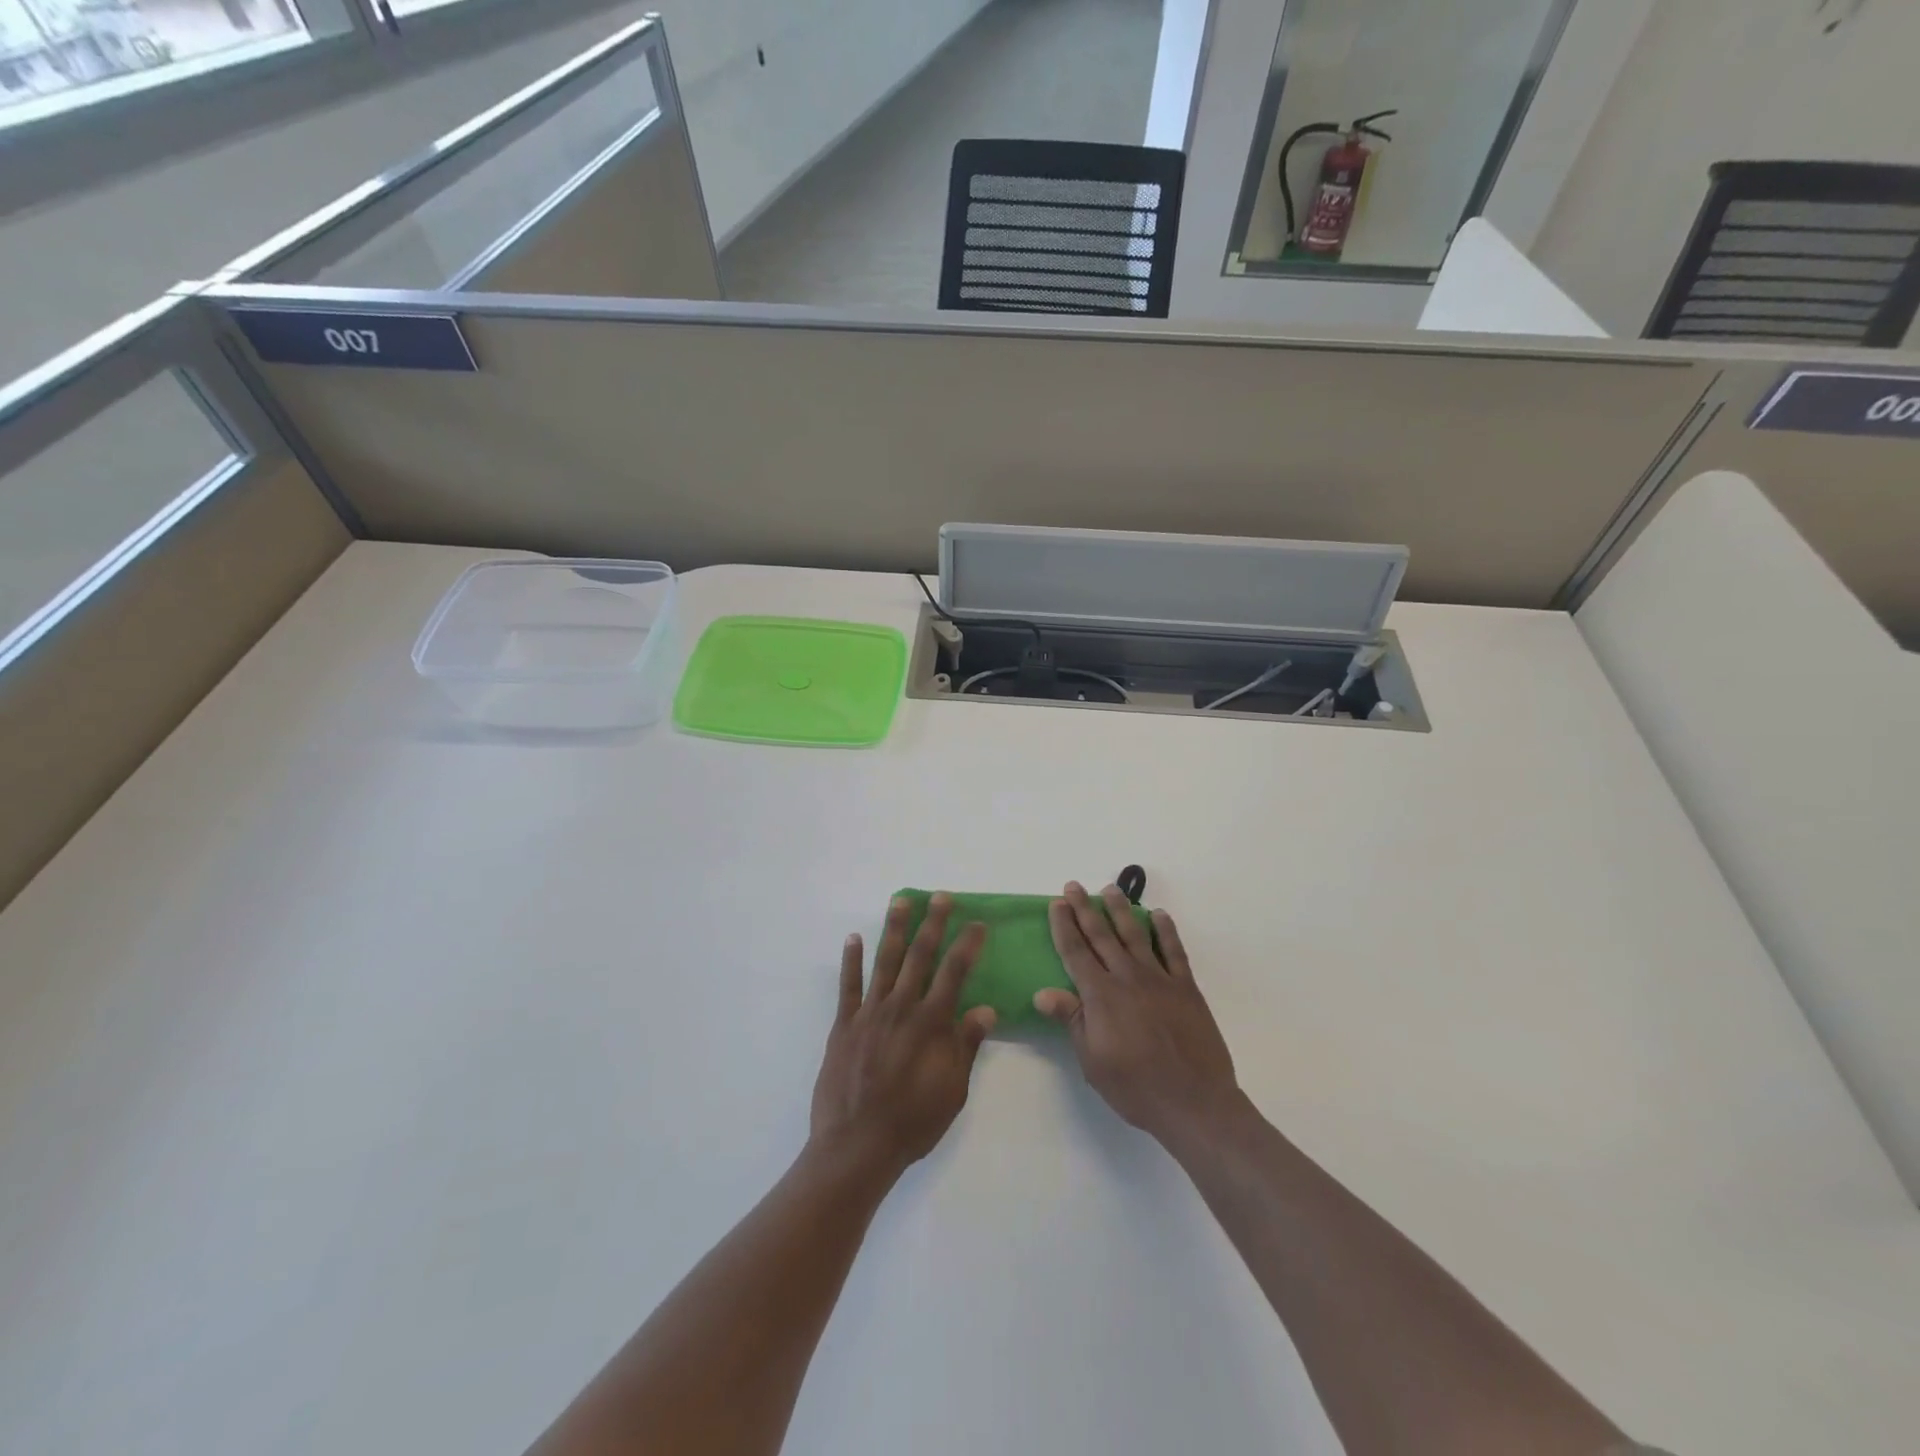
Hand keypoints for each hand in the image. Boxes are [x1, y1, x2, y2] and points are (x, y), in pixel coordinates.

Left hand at [810, 894, 996, 1176]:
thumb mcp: (952, 1090)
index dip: (967, 945)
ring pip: (884, 961)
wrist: (857, 1146)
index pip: (954, 972)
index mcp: (931, 1023)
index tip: (977, 923)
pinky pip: (848, 985)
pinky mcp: (844, 1025)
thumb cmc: (913, 1121)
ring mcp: (869, 1013)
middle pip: (920, 956)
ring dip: (894, 929)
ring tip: (901, 901)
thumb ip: (966, 1045)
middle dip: (933, 923)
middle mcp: (901, 1008)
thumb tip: (987, 1009)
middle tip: (940, 897)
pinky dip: (851, 960)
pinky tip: (854, 938)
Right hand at [1035, 882, 1240, 1146]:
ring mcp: (1159, 980)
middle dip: (1085, 909)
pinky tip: (1159, 915)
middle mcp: (1127, 978)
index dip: (1064, 926)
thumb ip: (1072, 1020)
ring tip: (1110, 889)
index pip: (1076, 953)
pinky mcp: (1186, 988)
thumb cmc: (1136, 1087)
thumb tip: (1042, 993)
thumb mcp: (1093, 1061)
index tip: (1057, 903)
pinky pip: (1174, 951)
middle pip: (1101, 936)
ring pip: (1135, 935)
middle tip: (1074, 886)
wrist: (1195, 1102)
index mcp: (1101, 996)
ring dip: (1121, 910)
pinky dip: (1166, 931)